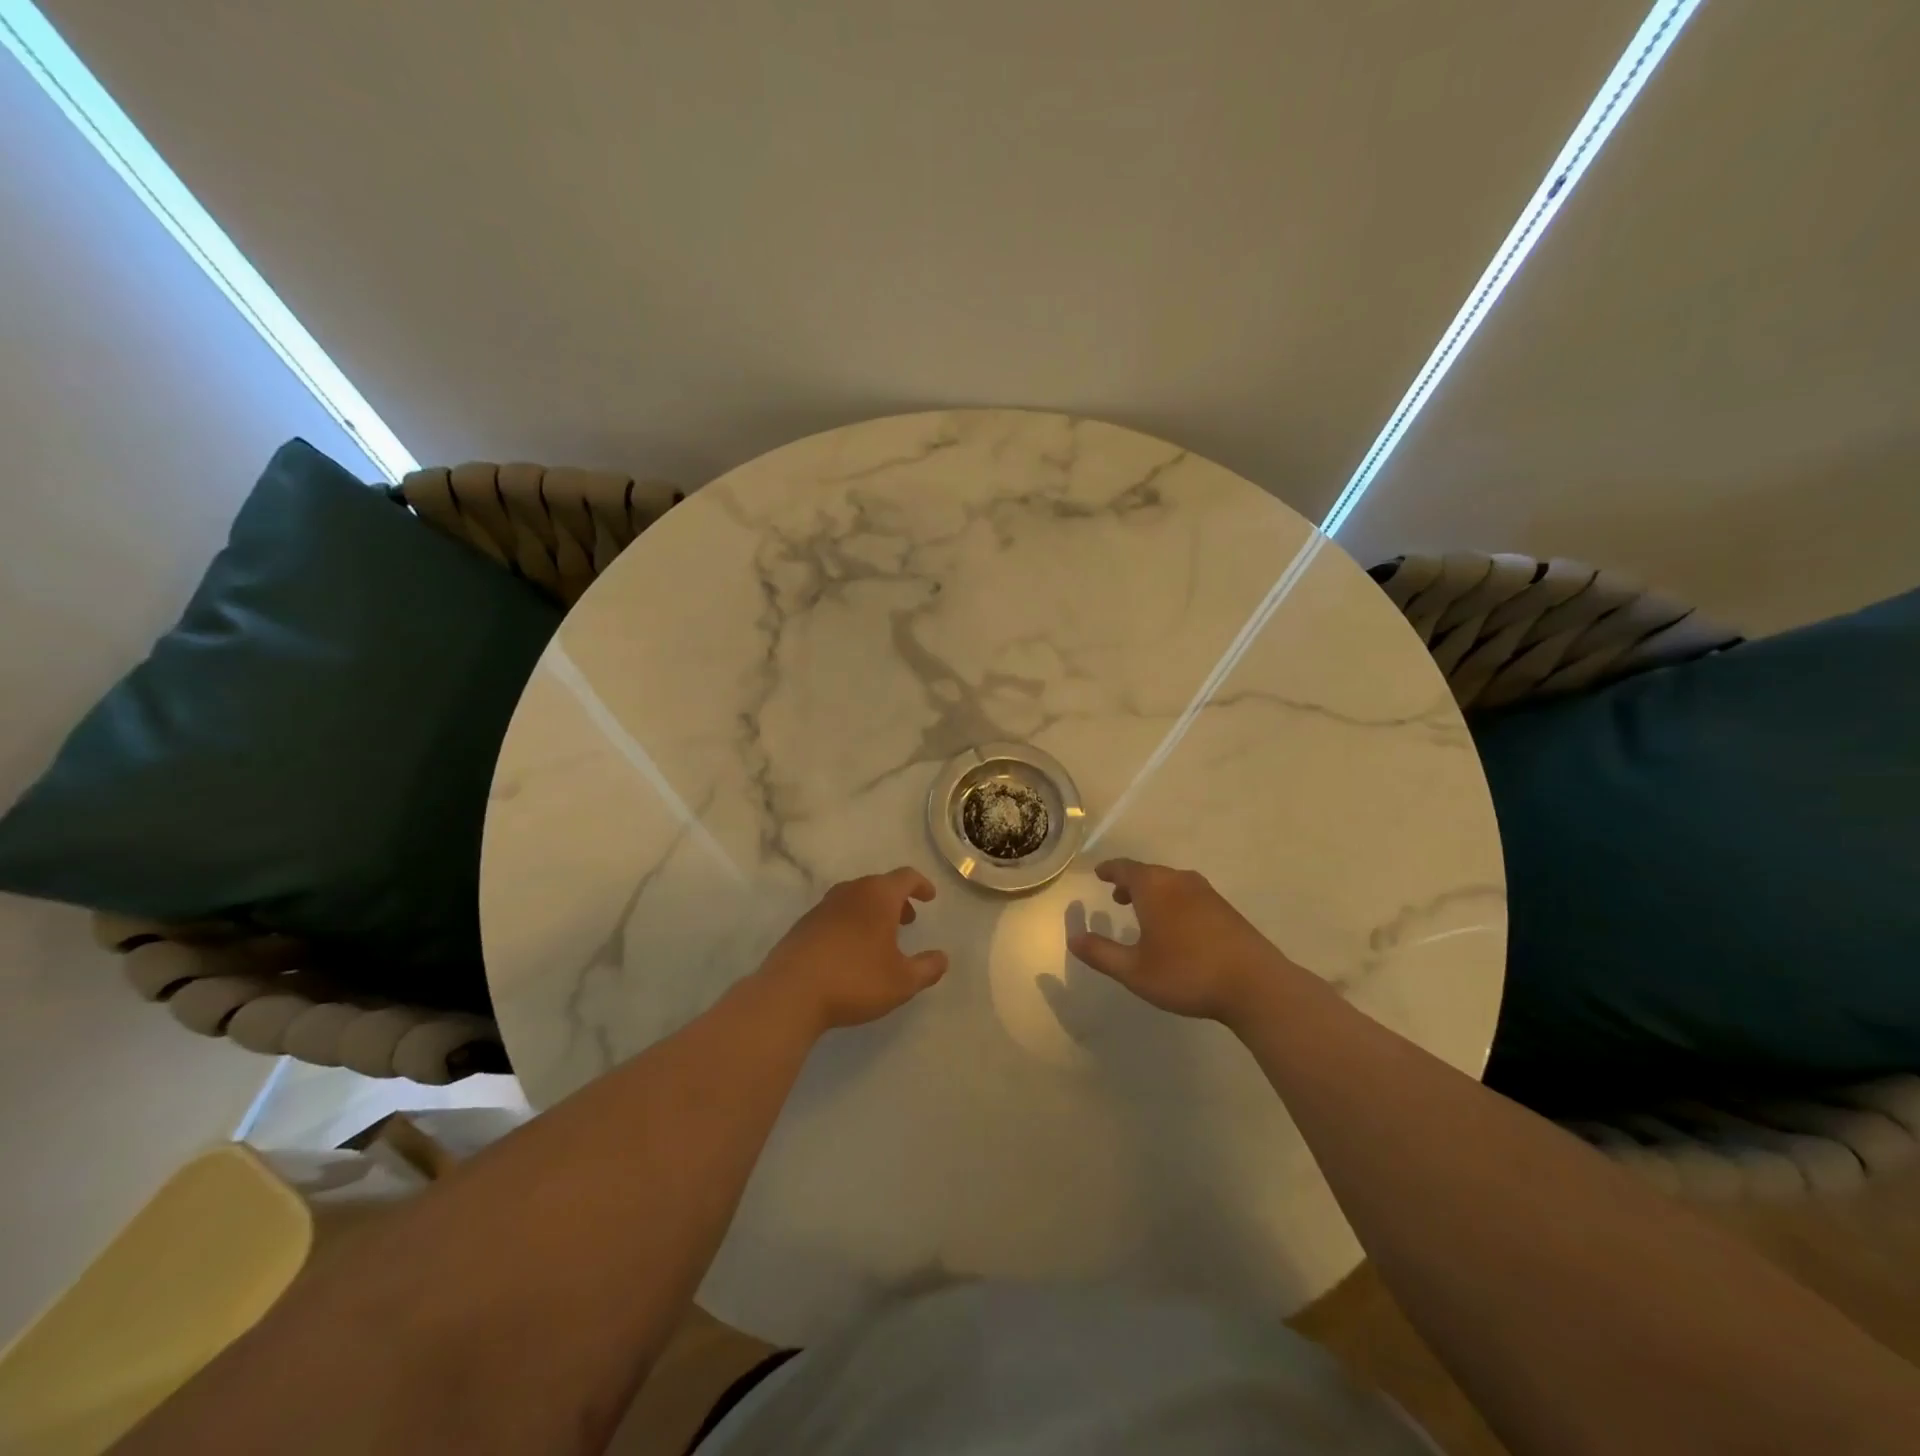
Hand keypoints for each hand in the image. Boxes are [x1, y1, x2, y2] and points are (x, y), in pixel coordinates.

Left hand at [755, 867, 949, 1033]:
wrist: (790, 993)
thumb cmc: (855, 980)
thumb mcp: (902, 981)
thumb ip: (927, 968)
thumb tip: (942, 958)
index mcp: (878, 896)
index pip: (905, 877)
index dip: (921, 885)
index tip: (930, 897)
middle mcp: (850, 892)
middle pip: (878, 885)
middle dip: (896, 900)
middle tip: (907, 920)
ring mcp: (823, 907)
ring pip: (855, 899)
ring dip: (872, 912)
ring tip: (880, 938)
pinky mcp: (803, 925)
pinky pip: (836, 915)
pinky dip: (851, 923)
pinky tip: (850, 951)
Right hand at [1067, 858, 1290, 1026]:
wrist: (1255, 985)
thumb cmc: (1186, 973)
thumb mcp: (1134, 971)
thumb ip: (1101, 953)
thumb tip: (1073, 937)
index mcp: (1154, 887)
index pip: (1125, 868)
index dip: (1109, 870)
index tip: (1099, 873)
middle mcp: (1179, 881)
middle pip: (1149, 873)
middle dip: (1131, 882)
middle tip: (1117, 896)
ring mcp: (1207, 893)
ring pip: (1171, 883)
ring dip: (1153, 892)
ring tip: (1144, 911)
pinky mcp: (1226, 909)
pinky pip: (1189, 895)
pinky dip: (1173, 901)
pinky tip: (1176, 926)